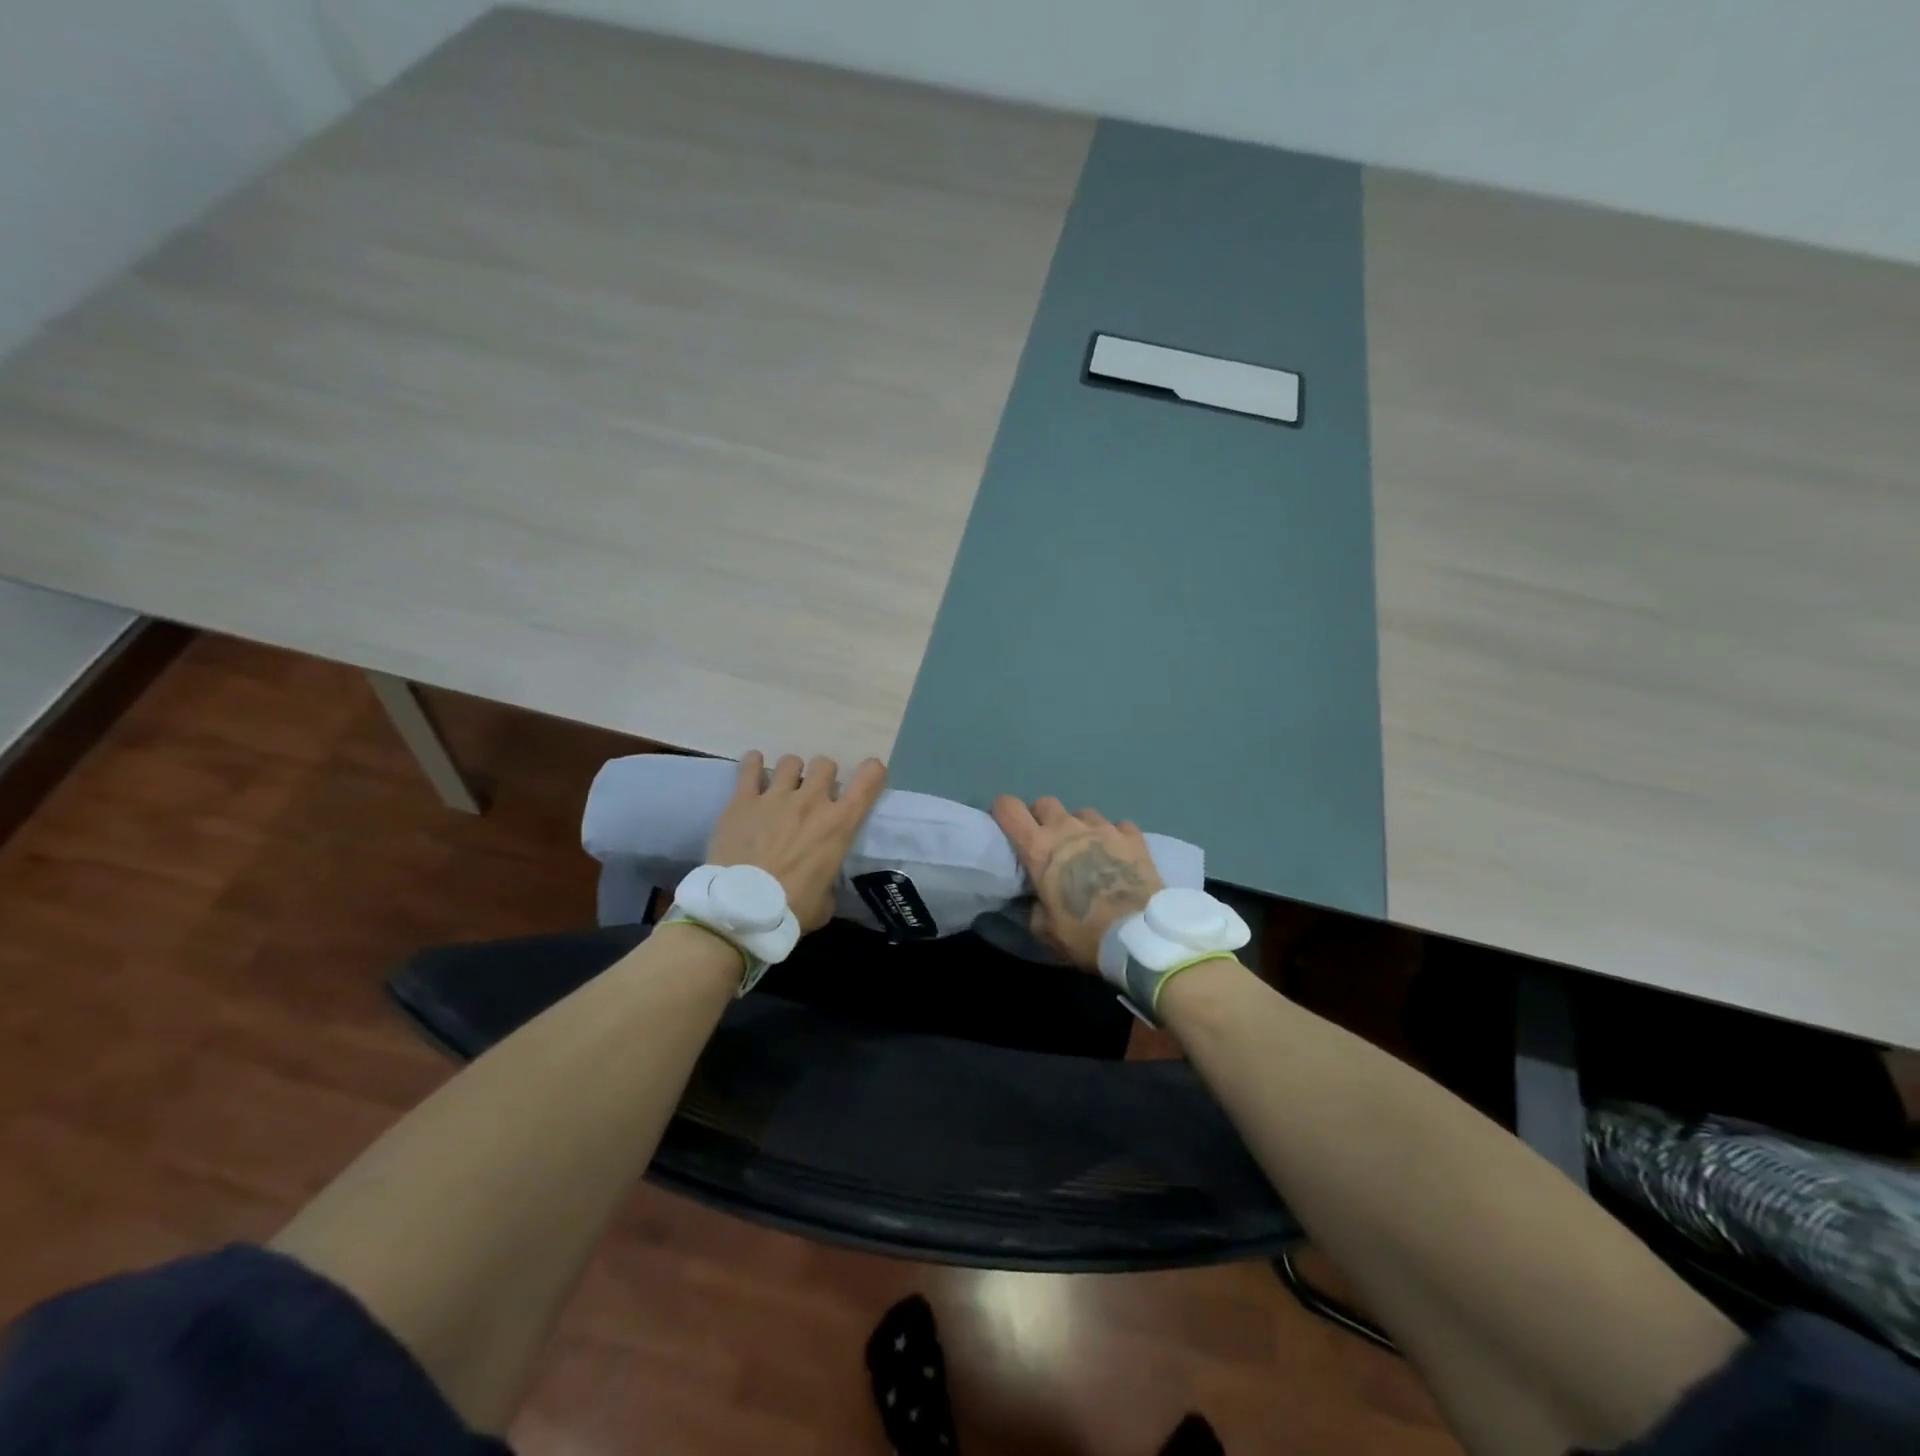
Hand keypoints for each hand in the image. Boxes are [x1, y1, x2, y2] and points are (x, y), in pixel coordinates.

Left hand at [706, 752, 887, 931]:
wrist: (740, 910)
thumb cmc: (790, 910)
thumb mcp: (825, 902)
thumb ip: (828, 883)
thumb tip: (822, 884)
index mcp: (839, 824)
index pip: (869, 779)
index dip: (872, 773)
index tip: (868, 778)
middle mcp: (811, 801)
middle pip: (825, 764)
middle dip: (823, 776)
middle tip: (815, 795)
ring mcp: (776, 797)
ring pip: (791, 761)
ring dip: (791, 772)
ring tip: (783, 787)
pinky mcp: (743, 800)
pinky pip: (750, 767)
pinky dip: (753, 765)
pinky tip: (754, 769)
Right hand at [991, 796, 1164, 969]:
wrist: (1139, 935)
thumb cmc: (1084, 933)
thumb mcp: (1045, 930)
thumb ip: (1034, 907)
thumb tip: (1036, 900)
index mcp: (1039, 848)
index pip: (1009, 808)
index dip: (1003, 812)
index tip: (1007, 826)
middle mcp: (1068, 828)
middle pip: (1046, 803)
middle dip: (1042, 818)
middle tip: (1048, 843)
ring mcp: (1103, 828)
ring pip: (1083, 812)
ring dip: (1079, 826)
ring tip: (1087, 849)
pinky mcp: (1133, 836)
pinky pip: (1118, 826)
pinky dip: (1114, 836)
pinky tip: (1118, 854)